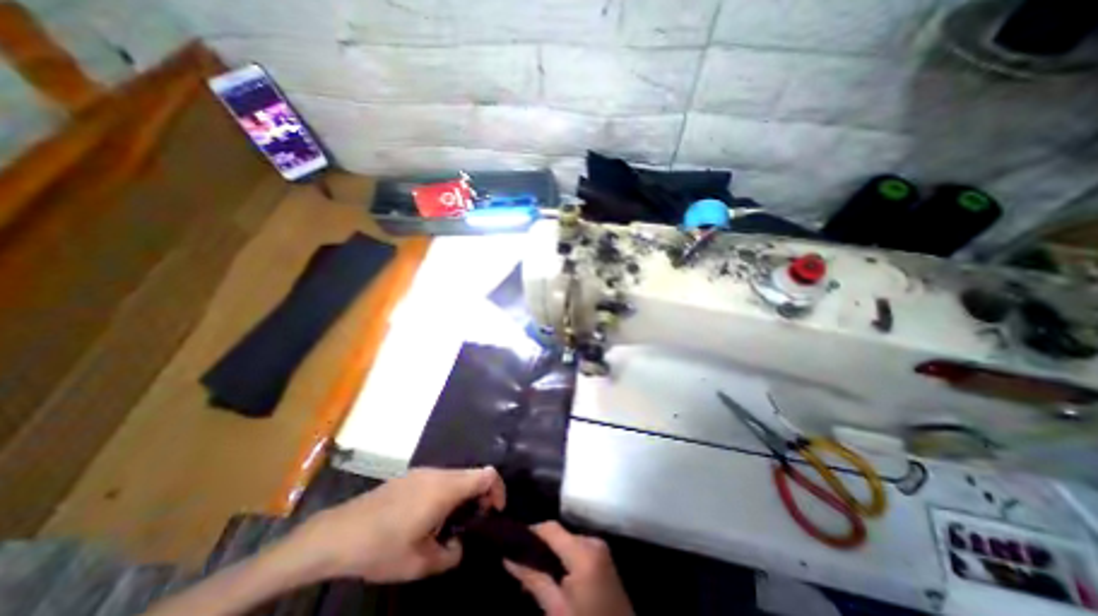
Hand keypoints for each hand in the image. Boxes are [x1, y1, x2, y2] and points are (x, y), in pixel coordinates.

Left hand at [281, 467, 504, 582]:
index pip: (487, 474)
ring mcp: (423, 472)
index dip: (498, 490)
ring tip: (450, 524)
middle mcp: (438, 472)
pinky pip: (440, 479)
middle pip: (473, 474)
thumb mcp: (419, 564)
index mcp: (446, 487)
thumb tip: (459, 546)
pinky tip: (429, 517)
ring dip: (463, 495)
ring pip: (456, 476)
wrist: (338, 534)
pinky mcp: (411, 476)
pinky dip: (447, 493)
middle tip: (473, 523)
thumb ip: (450, 555)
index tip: (494, 512)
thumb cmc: (382, 547)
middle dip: (481, 496)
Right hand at [501, 521, 630, 615]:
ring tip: (531, 575)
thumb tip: (507, 557)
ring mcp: (600, 548)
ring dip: (549, 554)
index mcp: (584, 552)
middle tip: (518, 566)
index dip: (530, 532)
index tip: (510, 544)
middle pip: (558, 534)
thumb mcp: (557, 611)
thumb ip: (534, 580)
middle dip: (538, 547)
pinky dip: (562, 559)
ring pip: (566, 541)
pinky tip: (552, 577)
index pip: (550, 529)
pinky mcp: (603, 557)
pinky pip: (576, 549)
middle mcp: (593, 541)